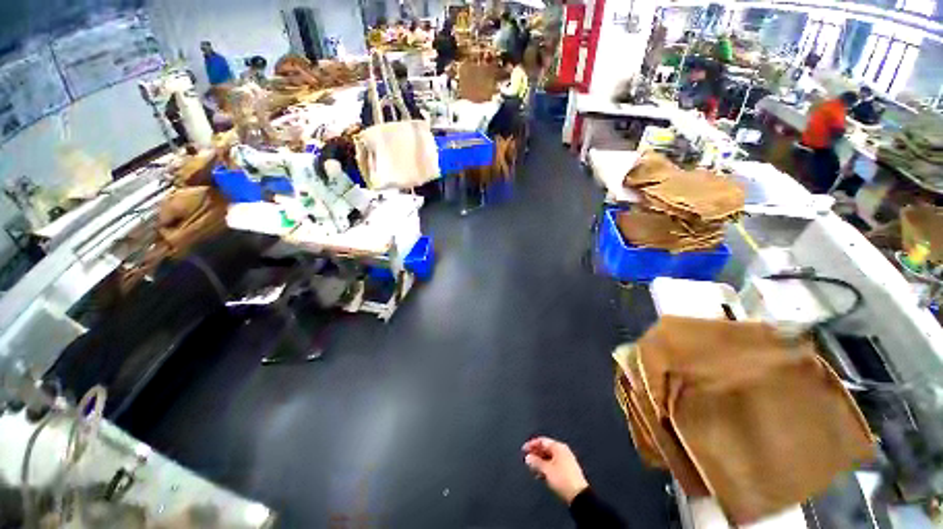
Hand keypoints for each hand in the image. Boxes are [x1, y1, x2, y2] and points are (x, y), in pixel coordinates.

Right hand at [522, 436, 588, 504]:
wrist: (579, 496)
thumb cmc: (563, 479)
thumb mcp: (546, 470)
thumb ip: (535, 462)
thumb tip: (528, 458)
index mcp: (558, 447)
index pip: (542, 441)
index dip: (531, 444)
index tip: (523, 450)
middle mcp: (563, 451)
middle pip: (545, 449)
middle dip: (535, 454)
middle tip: (527, 459)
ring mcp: (566, 460)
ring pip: (549, 457)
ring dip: (540, 462)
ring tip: (533, 469)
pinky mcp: (568, 470)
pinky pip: (553, 464)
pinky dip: (546, 467)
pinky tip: (541, 475)